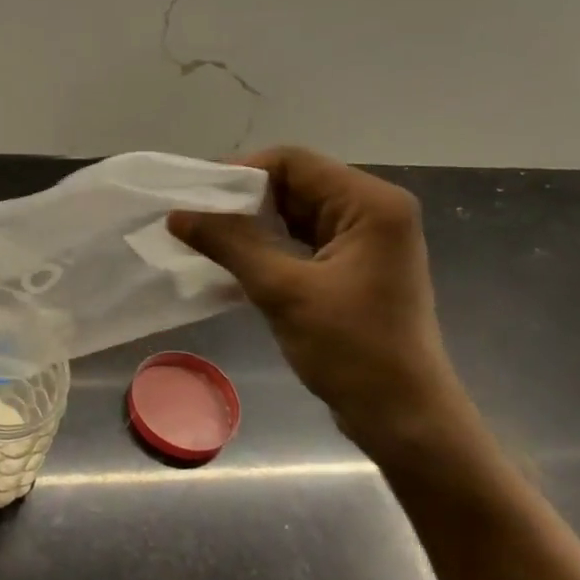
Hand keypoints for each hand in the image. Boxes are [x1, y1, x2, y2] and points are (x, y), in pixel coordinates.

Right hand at [168, 146, 467, 445]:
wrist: (402, 416)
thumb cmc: (352, 350)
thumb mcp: (283, 292)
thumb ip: (230, 244)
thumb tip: (177, 215)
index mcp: (370, 204)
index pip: (294, 162)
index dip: (241, 172)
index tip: (195, 197)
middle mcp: (373, 210)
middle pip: (295, 183)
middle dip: (242, 200)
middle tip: (192, 218)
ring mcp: (365, 240)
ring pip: (294, 213)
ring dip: (251, 223)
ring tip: (203, 237)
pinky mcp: (353, 267)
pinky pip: (301, 240)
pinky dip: (267, 245)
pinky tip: (232, 259)